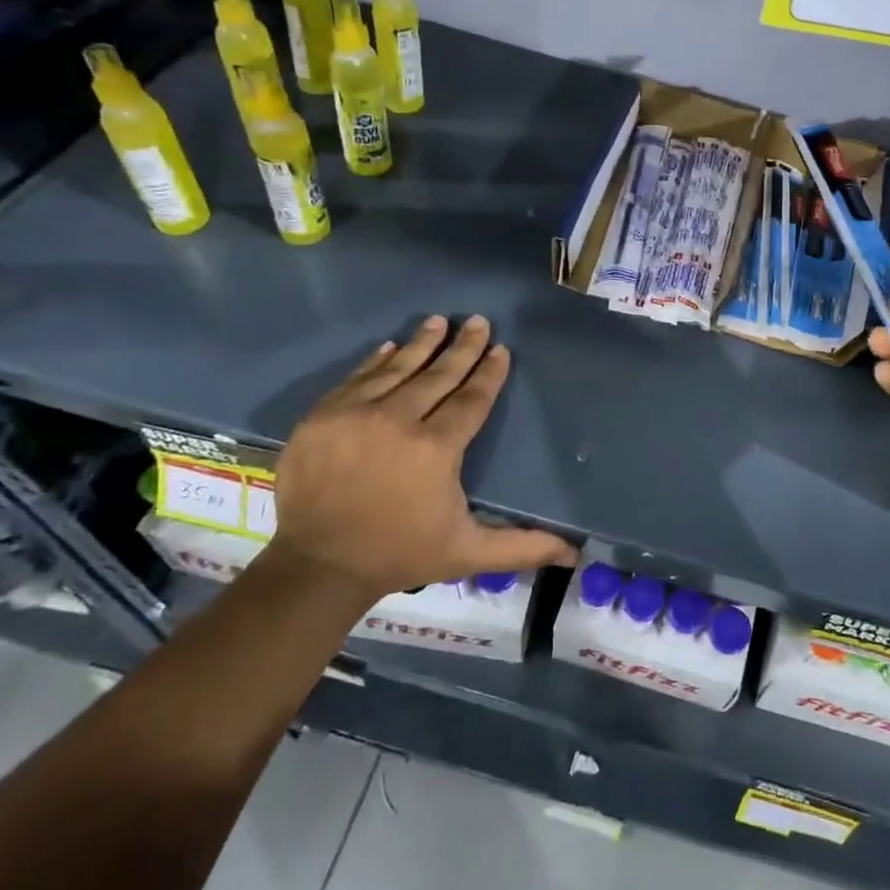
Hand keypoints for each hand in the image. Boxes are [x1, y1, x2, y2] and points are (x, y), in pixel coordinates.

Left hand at [268, 315, 578, 602]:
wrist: (316, 569)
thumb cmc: (399, 554)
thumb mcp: (467, 553)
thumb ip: (521, 547)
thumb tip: (573, 553)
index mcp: (436, 448)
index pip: (470, 398)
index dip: (489, 373)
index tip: (501, 350)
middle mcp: (397, 421)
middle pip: (438, 375)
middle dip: (462, 347)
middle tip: (478, 321)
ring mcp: (354, 415)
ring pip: (397, 369)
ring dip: (421, 343)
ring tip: (439, 321)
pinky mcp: (321, 418)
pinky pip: (356, 379)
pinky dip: (375, 361)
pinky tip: (390, 347)